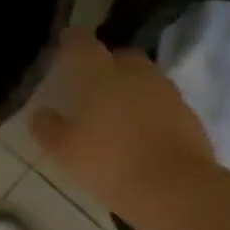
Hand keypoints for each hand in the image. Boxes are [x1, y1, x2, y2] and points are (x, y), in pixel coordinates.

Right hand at [30, 31, 216, 219]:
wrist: (175, 188)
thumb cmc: (110, 164)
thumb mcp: (65, 152)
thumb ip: (48, 129)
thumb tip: (41, 114)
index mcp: (100, 74)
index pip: (81, 44)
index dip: (71, 42)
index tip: (64, 45)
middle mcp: (135, 72)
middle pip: (119, 58)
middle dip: (105, 66)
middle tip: (91, 88)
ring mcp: (165, 91)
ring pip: (143, 80)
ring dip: (130, 90)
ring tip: (116, 115)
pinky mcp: (188, 113)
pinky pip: (161, 103)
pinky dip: (149, 111)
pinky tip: (140, 134)